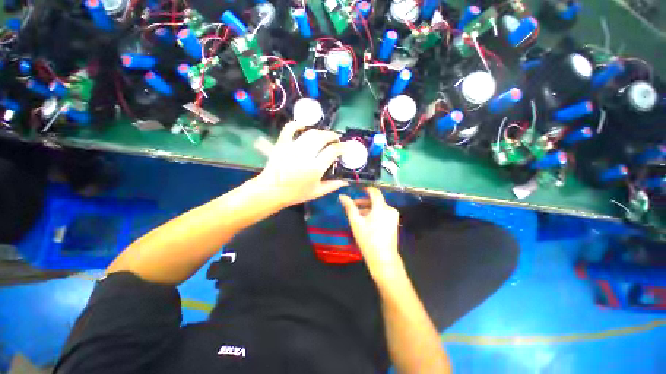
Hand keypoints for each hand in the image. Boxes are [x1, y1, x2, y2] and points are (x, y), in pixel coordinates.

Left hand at [256, 122, 347, 207]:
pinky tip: (303, 126)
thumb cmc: (296, 193)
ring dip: (320, 132)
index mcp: (315, 168)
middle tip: (336, 140)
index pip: (333, 151)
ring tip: (324, 136)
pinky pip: (289, 128)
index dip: (342, 147)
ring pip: (310, 133)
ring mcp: (292, 148)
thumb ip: (332, 186)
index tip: (346, 147)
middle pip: (323, 137)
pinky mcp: (282, 144)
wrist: (272, 191)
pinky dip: (297, 124)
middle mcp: (305, 155)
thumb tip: (346, 181)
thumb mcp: (317, 193)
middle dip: (333, 136)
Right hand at [339, 187, 401, 277]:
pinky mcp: (394, 222)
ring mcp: (393, 216)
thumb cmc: (368, 239)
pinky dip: (374, 214)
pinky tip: (367, 222)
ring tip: (358, 216)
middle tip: (353, 207)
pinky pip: (383, 213)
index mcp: (381, 207)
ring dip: (368, 208)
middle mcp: (390, 209)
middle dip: (364, 202)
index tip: (358, 191)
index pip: (375, 192)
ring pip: (379, 207)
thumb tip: (342, 196)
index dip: (366, 190)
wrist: (383, 258)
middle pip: (376, 200)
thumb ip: (349, 207)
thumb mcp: (356, 222)